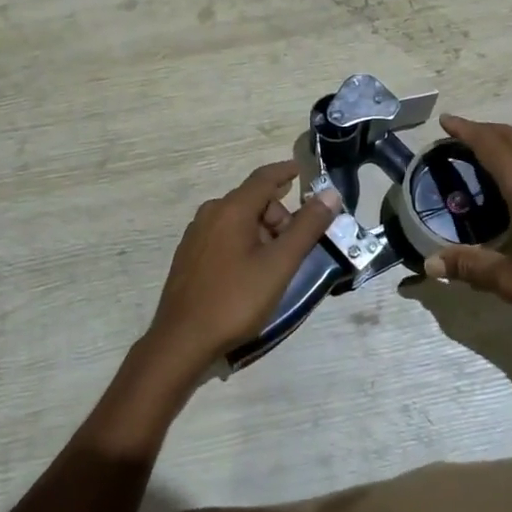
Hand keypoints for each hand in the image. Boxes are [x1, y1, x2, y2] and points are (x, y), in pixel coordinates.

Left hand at [143, 161, 340, 374]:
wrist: (181, 341)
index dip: (286, 171)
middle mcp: (210, 213)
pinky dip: (244, 243)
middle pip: (253, 201)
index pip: (264, 178)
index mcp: (231, 209)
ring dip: (262, 232)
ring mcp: (196, 234)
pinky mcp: (189, 255)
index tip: (303, 171)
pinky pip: (224, 235)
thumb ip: (306, 228)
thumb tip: (330, 194)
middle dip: (279, 217)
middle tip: (294, 249)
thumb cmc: (235, 300)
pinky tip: (249, 274)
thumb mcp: (279, 265)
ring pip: (239, 220)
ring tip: (274, 267)